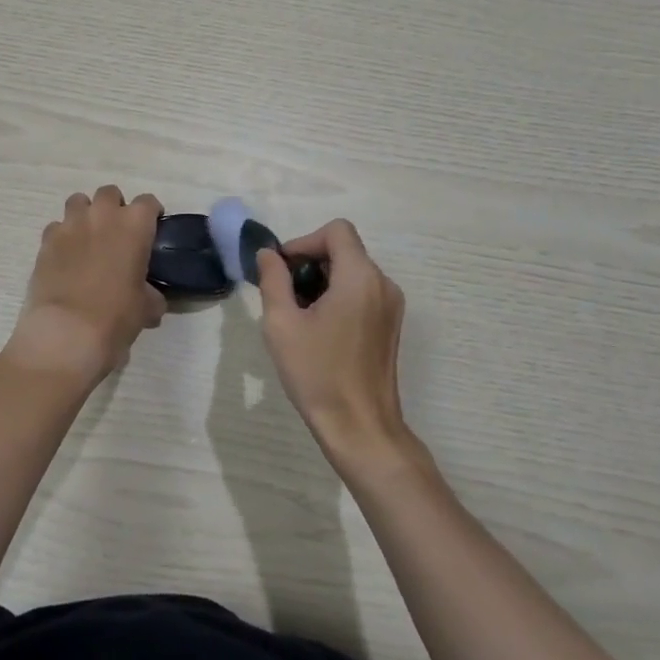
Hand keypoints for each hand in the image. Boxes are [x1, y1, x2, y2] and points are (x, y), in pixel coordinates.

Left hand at [5, 185, 165, 386]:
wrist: (66, 333)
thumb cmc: (115, 317)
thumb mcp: (145, 309)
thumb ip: (151, 296)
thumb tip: (152, 300)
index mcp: (134, 225)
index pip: (148, 202)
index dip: (150, 214)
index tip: (151, 229)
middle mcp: (102, 215)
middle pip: (110, 193)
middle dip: (114, 208)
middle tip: (117, 234)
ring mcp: (70, 225)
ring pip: (78, 202)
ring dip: (86, 214)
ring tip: (88, 239)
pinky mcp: (46, 241)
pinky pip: (56, 227)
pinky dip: (62, 236)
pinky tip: (65, 258)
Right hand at [257, 219, 411, 461]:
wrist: (361, 429)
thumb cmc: (318, 374)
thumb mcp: (282, 323)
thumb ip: (273, 279)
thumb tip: (268, 254)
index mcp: (360, 277)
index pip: (336, 230)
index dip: (304, 241)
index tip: (283, 270)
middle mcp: (383, 284)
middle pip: (344, 249)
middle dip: (310, 262)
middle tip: (284, 294)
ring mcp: (391, 305)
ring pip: (352, 271)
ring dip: (322, 280)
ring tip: (299, 315)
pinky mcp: (390, 324)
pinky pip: (362, 291)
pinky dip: (338, 296)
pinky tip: (320, 329)